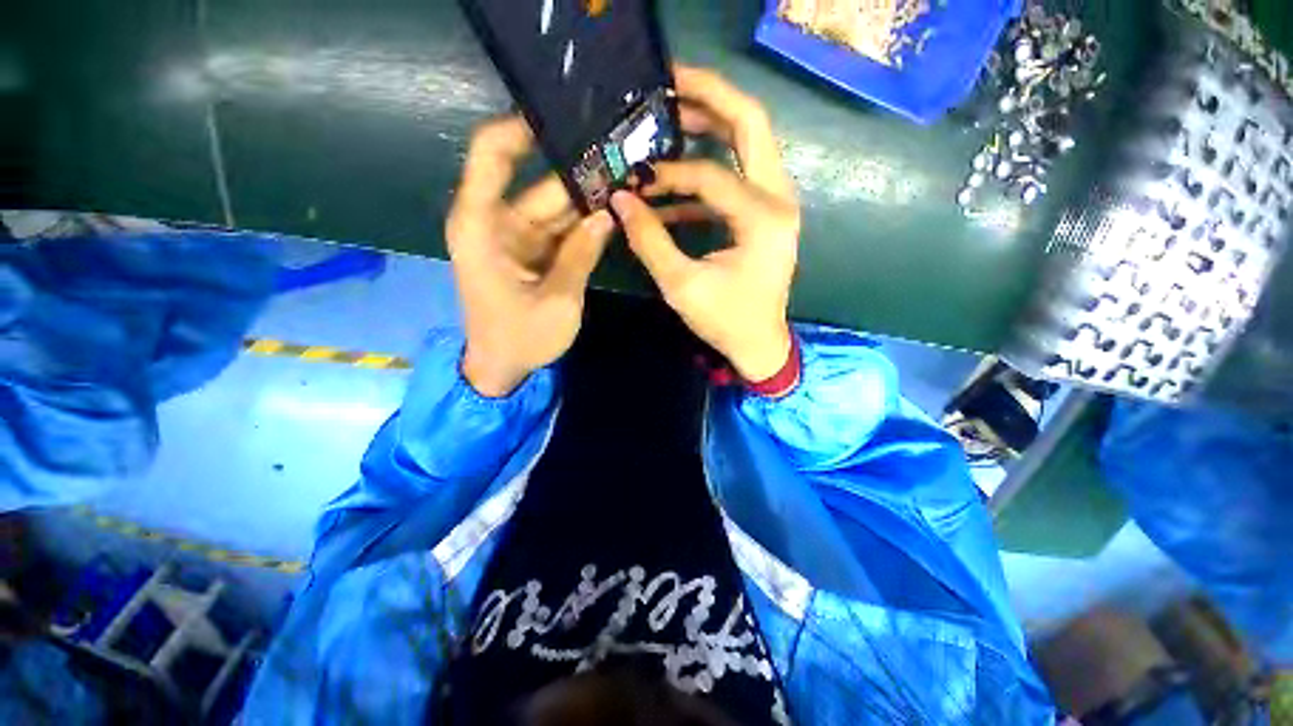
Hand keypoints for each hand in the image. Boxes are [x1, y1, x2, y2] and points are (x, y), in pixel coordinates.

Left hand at [448, 116, 614, 396]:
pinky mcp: (529, 253)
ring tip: (627, 182)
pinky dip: (582, 224)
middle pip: (537, 183)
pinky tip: (611, 212)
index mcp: (483, 226)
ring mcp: (514, 237)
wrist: (501, 368)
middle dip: (578, 172)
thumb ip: (581, 254)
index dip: (522, 128)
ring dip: (586, 199)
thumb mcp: (558, 300)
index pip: (492, 155)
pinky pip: (558, 230)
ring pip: (553, 207)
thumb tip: (606, 215)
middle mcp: (494, 222)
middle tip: (623, 157)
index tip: (566, 116)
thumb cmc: (520, 339)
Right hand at [611, 65, 800, 382]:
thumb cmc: (724, 320)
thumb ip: (649, 239)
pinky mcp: (765, 215)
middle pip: (751, 124)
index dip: (668, 174)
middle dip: (709, 98)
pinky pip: (737, 179)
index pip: (710, 174)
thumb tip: (619, 200)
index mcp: (763, 218)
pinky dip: (707, 177)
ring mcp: (776, 204)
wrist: (758, 344)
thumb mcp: (681, 285)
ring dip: (710, 128)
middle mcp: (779, 199)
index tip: (633, 180)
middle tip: (668, 85)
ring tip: (669, 120)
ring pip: (749, 143)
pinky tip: (674, 189)